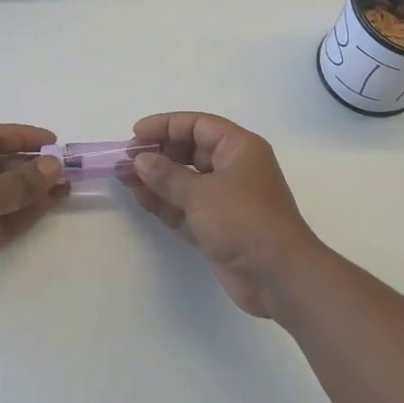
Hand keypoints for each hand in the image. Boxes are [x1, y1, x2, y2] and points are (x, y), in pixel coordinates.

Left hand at [0, 125, 66, 322]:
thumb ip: (22, 181)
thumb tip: (54, 165)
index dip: (21, 136)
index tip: (53, 140)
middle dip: (32, 166)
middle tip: (66, 167)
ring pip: (5, 195)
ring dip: (33, 190)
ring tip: (66, 186)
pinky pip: (4, 220)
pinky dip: (26, 213)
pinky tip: (51, 204)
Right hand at [124, 113, 325, 318]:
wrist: (279, 276)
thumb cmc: (244, 220)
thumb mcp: (201, 193)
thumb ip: (167, 175)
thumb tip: (141, 160)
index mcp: (239, 148)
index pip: (198, 125)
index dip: (166, 126)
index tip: (136, 135)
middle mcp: (234, 169)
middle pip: (190, 151)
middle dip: (158, 154)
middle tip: (126, 161)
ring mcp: (226, 199)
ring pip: (185, 181)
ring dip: (156, 180)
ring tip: (124, 179)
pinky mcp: (218, 227)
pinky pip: (186, 207)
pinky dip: (165, 203)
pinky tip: (141, 199)